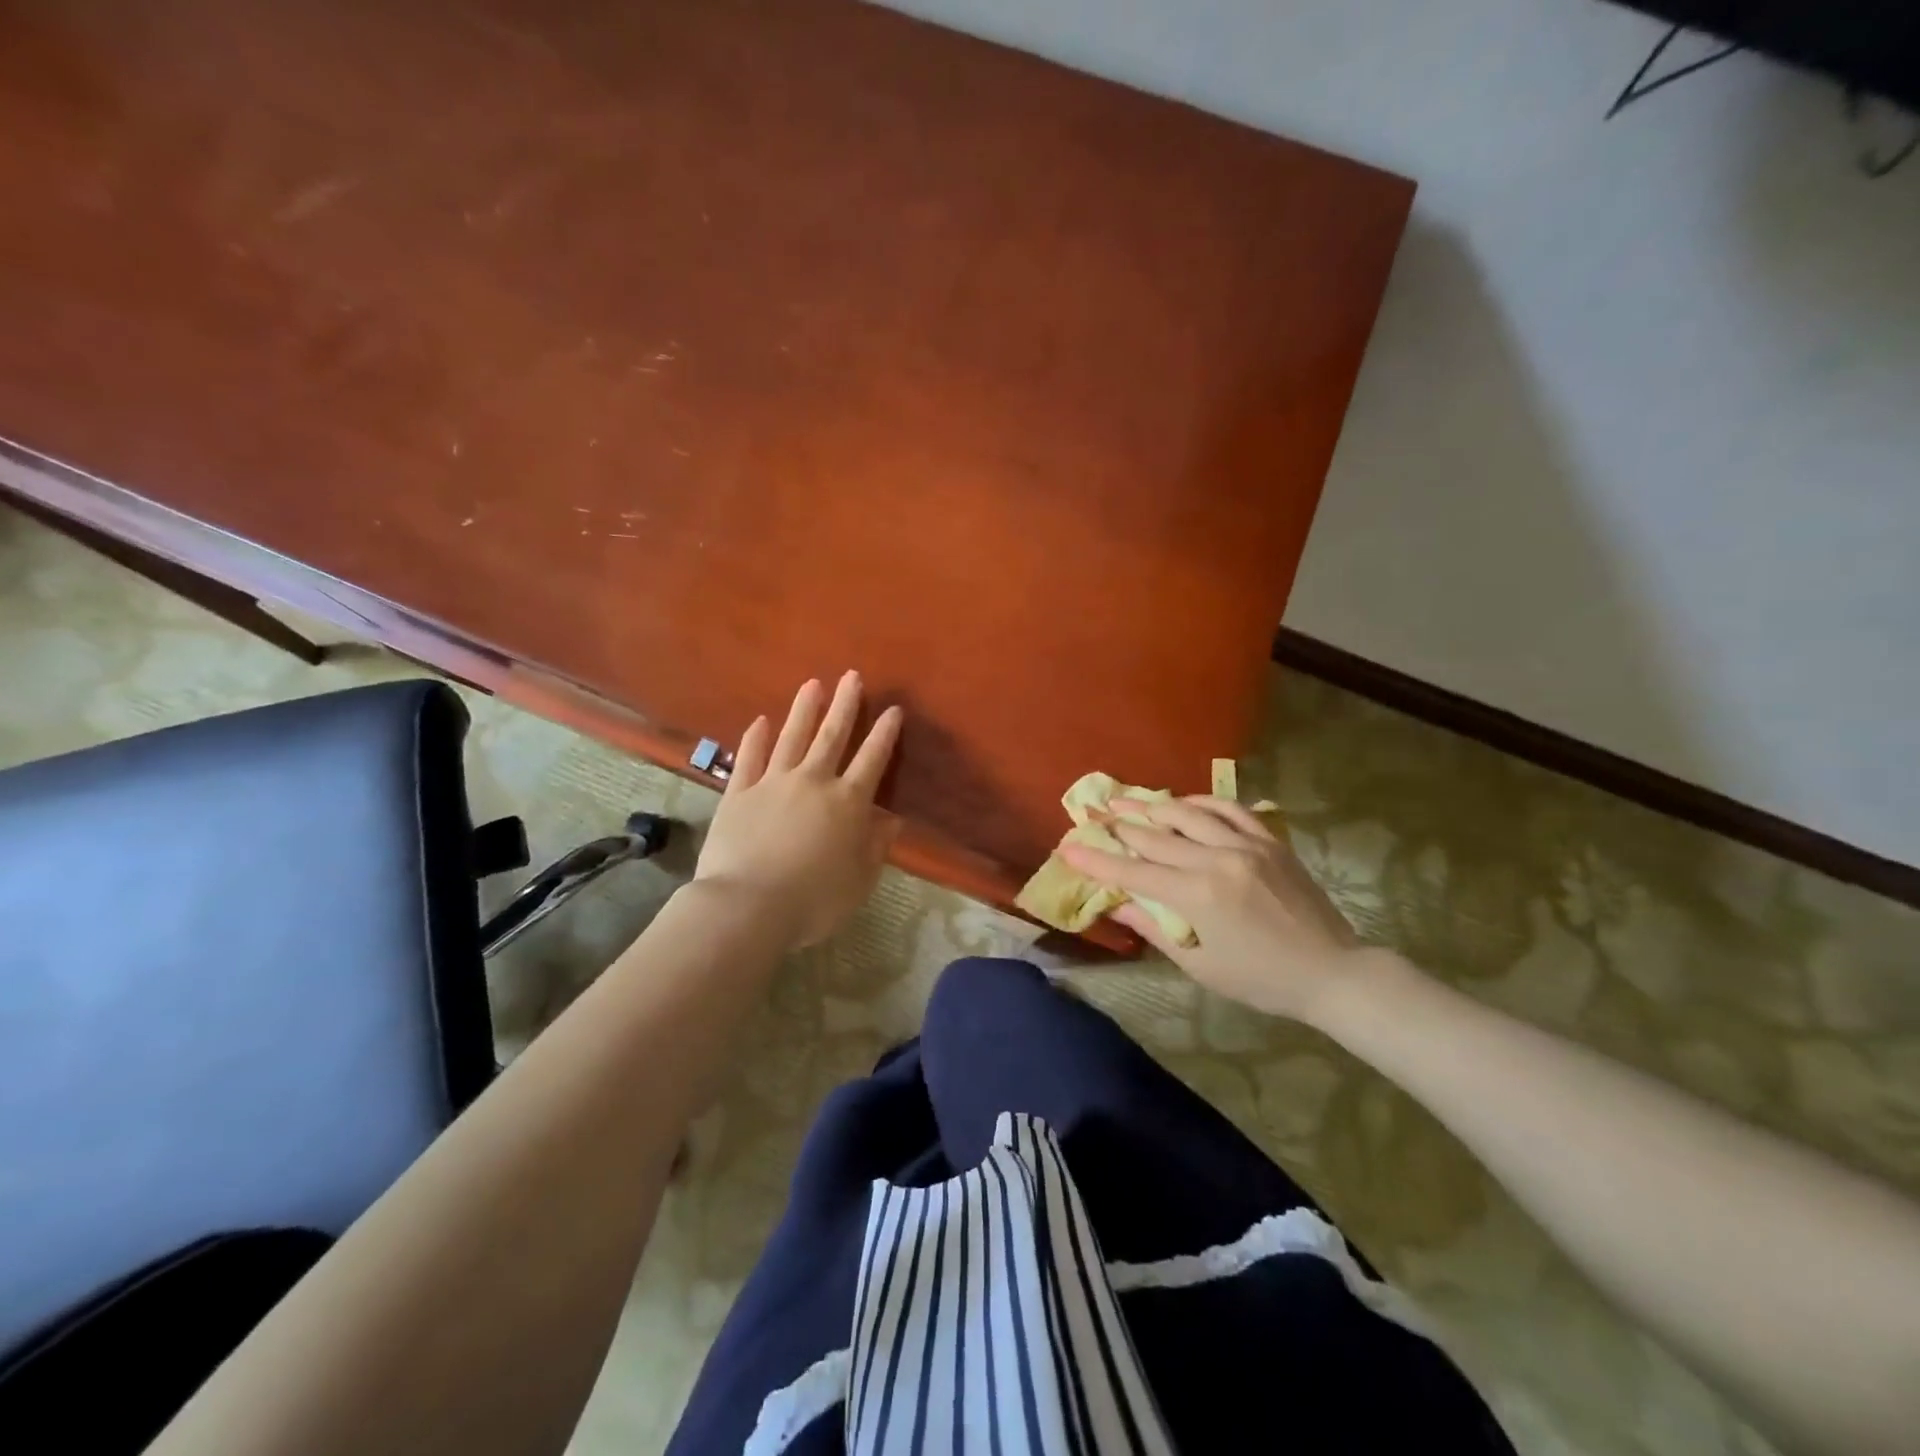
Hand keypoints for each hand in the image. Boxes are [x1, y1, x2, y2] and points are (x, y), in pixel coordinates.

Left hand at [694, 672, 903, 948]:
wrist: (748, 906)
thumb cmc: (814, 901)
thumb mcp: (860, 880)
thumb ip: (876, 847)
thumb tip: (892, 820)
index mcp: (848, 803)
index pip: (872, 760)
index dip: (884, 734)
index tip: (892, 710)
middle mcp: (813, 782)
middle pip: (832, 736)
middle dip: (845, 705)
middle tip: (851, 676)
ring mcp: (772, 783)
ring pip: (792, 738)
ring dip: (803, 710)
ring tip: (812, 684)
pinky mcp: (738, 793)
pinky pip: (749, 759)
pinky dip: (755, 738)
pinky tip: (760, 720)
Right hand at [1059, 797, 1366, 1022]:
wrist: (1332, 972)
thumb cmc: (1261, 980)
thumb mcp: (1200, 966)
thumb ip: (1155, 929)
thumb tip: (1115, 905)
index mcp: (1197, 896)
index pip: (1133, 872)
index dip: (1097, 861)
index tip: (1068, 847)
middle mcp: (1217, 860)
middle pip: (1156, 836)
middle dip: (1119, 825)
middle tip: (1093, 813)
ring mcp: (1247, 845)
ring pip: (1189, 814)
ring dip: (1154, 806)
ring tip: (1129, 800)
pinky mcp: (1270, 841)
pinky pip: (1230, 809)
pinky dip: (1202, 802)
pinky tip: (1184, 802)